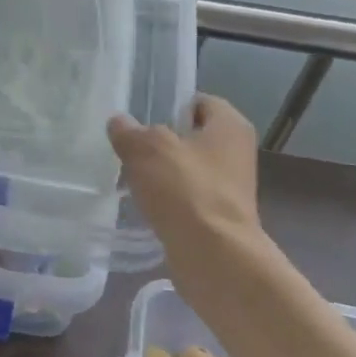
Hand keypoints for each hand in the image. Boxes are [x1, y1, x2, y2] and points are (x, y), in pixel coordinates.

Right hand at [108, 94, 263, 247]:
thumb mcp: (146, 149)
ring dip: (160, 171)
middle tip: (128, 144)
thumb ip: (129, 131)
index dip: (168, 103)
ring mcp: (230, 186)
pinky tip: (143, 202)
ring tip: (129, 174)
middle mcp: (236, 151)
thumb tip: (119, 123)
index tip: (139, 115)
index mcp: (230, 125)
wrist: (214, 256)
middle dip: (159, 140)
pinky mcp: (219, 215)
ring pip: (186, 167)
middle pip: (190, 134)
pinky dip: (167, 197)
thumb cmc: (185, 189)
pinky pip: (186, 195)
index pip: (197, 100)